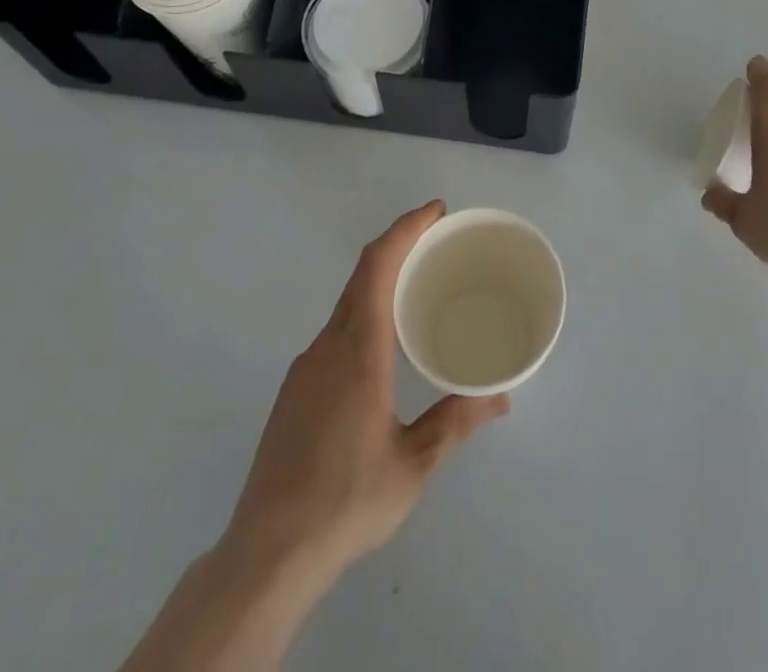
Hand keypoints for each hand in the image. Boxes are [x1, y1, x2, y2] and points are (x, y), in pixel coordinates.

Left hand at [222, 201, 508, 586]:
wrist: (267, 554)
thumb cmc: (346, 501)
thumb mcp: (413, 464)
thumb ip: (455, 422)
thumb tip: (500, 397)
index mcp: (358, 350)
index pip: (378, 265)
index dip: (405, 229)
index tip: (435, 212)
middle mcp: (328, 346)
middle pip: (362, 275)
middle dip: (399, 247)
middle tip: (438, 243)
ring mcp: (305, 367)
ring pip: (347, 305)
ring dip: (381, 283)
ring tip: (418, 293)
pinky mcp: (294, 391)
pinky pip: (335, 333)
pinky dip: (365, 316)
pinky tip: (383, 351)